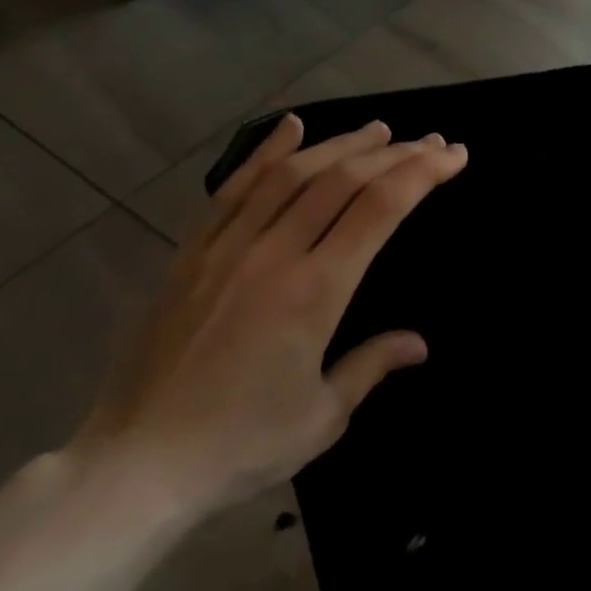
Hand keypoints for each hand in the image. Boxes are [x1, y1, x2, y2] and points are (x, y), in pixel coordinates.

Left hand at [75, 115, 467, 517]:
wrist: (136, 463)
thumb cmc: (240, 444)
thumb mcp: (323, 417)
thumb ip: (372, 366)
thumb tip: (418, 343)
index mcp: (315, 292)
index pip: (380, 209)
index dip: (423, 173)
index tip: (454, 155)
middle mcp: (274, 254)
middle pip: (343, 180)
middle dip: (395, 153)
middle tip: (429, 141)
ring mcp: (227, 247)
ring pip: (293, 174)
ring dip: (341, 144)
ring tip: (378, 129)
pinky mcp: (191, 252)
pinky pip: (234, 188)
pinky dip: (267, 151)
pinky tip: (292, 127)